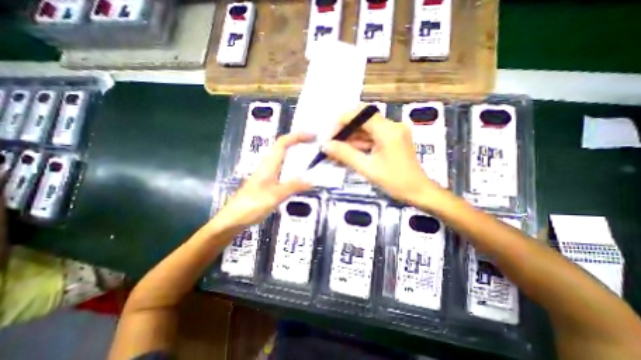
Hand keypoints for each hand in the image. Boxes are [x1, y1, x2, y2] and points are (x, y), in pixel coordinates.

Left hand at [212, 132, 313, 230]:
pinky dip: (294, 165)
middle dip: (299, 141)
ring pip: (283, 157)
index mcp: (268, 165)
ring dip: (296, 152)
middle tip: (315, 143)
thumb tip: (312, 179)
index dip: (297, 136)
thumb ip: (293, 187)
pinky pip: (283, 168)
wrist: (232, 220)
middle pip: (283, 146)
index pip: (283, 143)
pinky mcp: (268, 182)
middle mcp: (268, 166)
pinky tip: (300, 173)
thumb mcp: (274, 196)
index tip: (313, 135)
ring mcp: (267, 174)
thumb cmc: (250, 206)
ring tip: (311, 155)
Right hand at [324, 108, 444, 206]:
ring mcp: (392, 133)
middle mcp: (391, 126)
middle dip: (345, 133)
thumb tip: (326, 146)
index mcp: (388, 130)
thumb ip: (345, 154)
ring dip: (350, 140)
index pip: (360, 114)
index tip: (330, 138)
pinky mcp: (392, 140)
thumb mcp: (367, 168)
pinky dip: (359, 145)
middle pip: (362, 121)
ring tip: (336, 153)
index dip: (342, 123)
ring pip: (365, 130)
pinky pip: (371, 138)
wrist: (418, 192)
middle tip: (331, 146)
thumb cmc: (395, 182)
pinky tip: (348, 154)